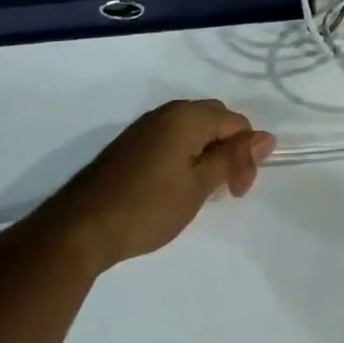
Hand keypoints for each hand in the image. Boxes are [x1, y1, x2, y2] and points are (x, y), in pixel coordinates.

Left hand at [39, 99, 274, 272]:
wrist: (78, 229)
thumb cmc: (147, 207)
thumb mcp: (198, 186)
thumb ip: (233, 158)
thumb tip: (266, 137)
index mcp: (189, 116)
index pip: (236, 123)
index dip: (246, 154)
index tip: (239, 191)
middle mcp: (168, 112)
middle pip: (215, 120)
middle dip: (229, 150)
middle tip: (226, 188)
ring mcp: (145, 126)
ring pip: (192, 129)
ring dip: (207, 153)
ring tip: (202, 189)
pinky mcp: (129, 144)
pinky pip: (170, 138)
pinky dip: (184, 155)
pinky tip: (176, 185)